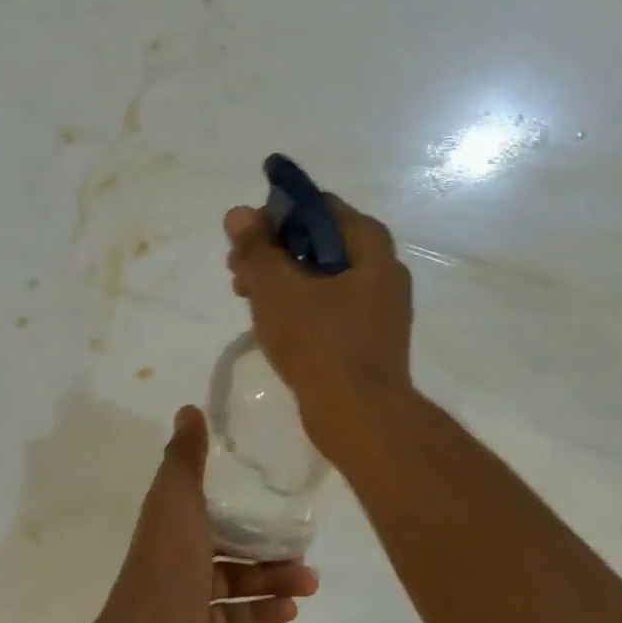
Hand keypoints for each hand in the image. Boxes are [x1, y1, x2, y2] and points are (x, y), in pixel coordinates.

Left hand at [89, 406, 316, 622]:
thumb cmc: (169, 565)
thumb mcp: (178, 499)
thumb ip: (186, 457)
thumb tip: (188, 408)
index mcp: (166, 522)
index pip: (197, 503)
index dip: (230, 498)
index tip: (269, 495)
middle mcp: (170, 556)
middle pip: (221, 545)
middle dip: (262, 546)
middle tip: (303, 548)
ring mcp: (180, 598)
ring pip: (231, 582)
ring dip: (271, 579)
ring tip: (310, 582)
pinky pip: (231, 617)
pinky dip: (260, 612)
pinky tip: (291, 610)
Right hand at [224, 198, 414, 462]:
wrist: (358, 415)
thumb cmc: (318, 343)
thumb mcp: (276, 289)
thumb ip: (255, 249)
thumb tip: (238, 213)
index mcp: (370, 247)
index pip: (321, 208)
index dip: (278, 215)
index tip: (246, 237)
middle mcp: (383, 271)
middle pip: (320, 243)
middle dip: (275, 252)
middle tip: (238, 270)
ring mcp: (379, 309)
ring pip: (322, 278)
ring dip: (282, 281)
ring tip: (247, 299)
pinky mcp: (369, 340)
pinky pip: (329, 309)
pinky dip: (300, 308)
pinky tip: (272, 326)